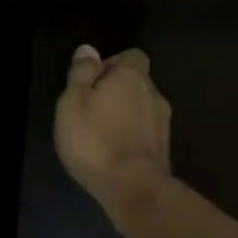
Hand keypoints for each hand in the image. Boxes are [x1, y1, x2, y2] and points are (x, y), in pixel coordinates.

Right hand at [54, 44, 172, 225]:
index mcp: (132, 77)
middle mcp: (154, 94)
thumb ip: (81, 73)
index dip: (113, 63)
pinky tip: (116, 150)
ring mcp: (163, 123)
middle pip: (138, 82)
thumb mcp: (73, 102)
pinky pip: (146, 131)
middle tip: (92, 108)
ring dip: (127, 114)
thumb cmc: (95, 140)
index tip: (93, 80)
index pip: (132, 56)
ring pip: (143, 108)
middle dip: (119, 90)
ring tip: (103, 132)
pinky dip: (133, 135)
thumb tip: (88, 49)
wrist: (133, 187)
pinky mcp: (164, 149)